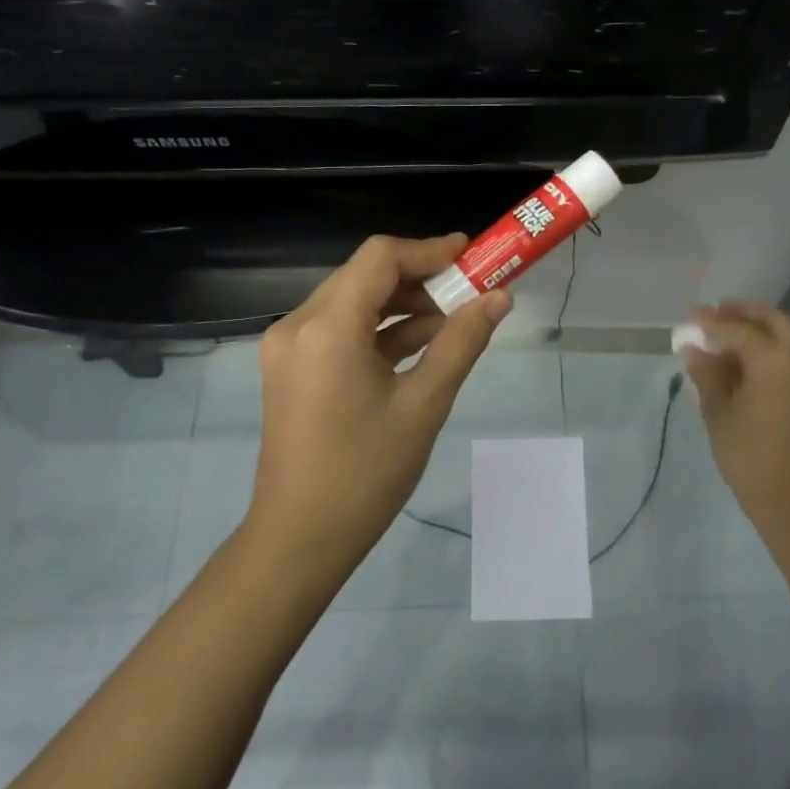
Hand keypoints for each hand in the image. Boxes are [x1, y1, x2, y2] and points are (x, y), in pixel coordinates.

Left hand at [249, 234, 510, 575]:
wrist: (300, 539)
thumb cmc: (365, 475)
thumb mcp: (424, 405)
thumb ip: (461, 343)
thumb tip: (499, 298)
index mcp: (327, 328)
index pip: (380, 258)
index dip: (429, 249)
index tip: (472, 254)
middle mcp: (298, 325)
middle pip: (365, 275)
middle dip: (421, 277)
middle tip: (471, 287)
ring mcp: (290, 347)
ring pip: (353, 301)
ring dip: (402, 304)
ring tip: (456, 317)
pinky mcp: (292, 367)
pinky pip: (341, 330)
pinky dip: (380, 329)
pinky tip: (422, 342)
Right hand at [684, 301, 789, 531]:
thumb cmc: (748, 454)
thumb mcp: (718, 411)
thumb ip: (707, 373)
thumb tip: (693, 347)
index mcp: (774, 360)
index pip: (738, 330)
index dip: (711, 322)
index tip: (690, 315)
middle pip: (773, 321)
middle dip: (744, 313)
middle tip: (717, 312)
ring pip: (788, 336)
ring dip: (761, 328)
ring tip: (730, 333)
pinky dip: (773, 347)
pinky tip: (749, 360)